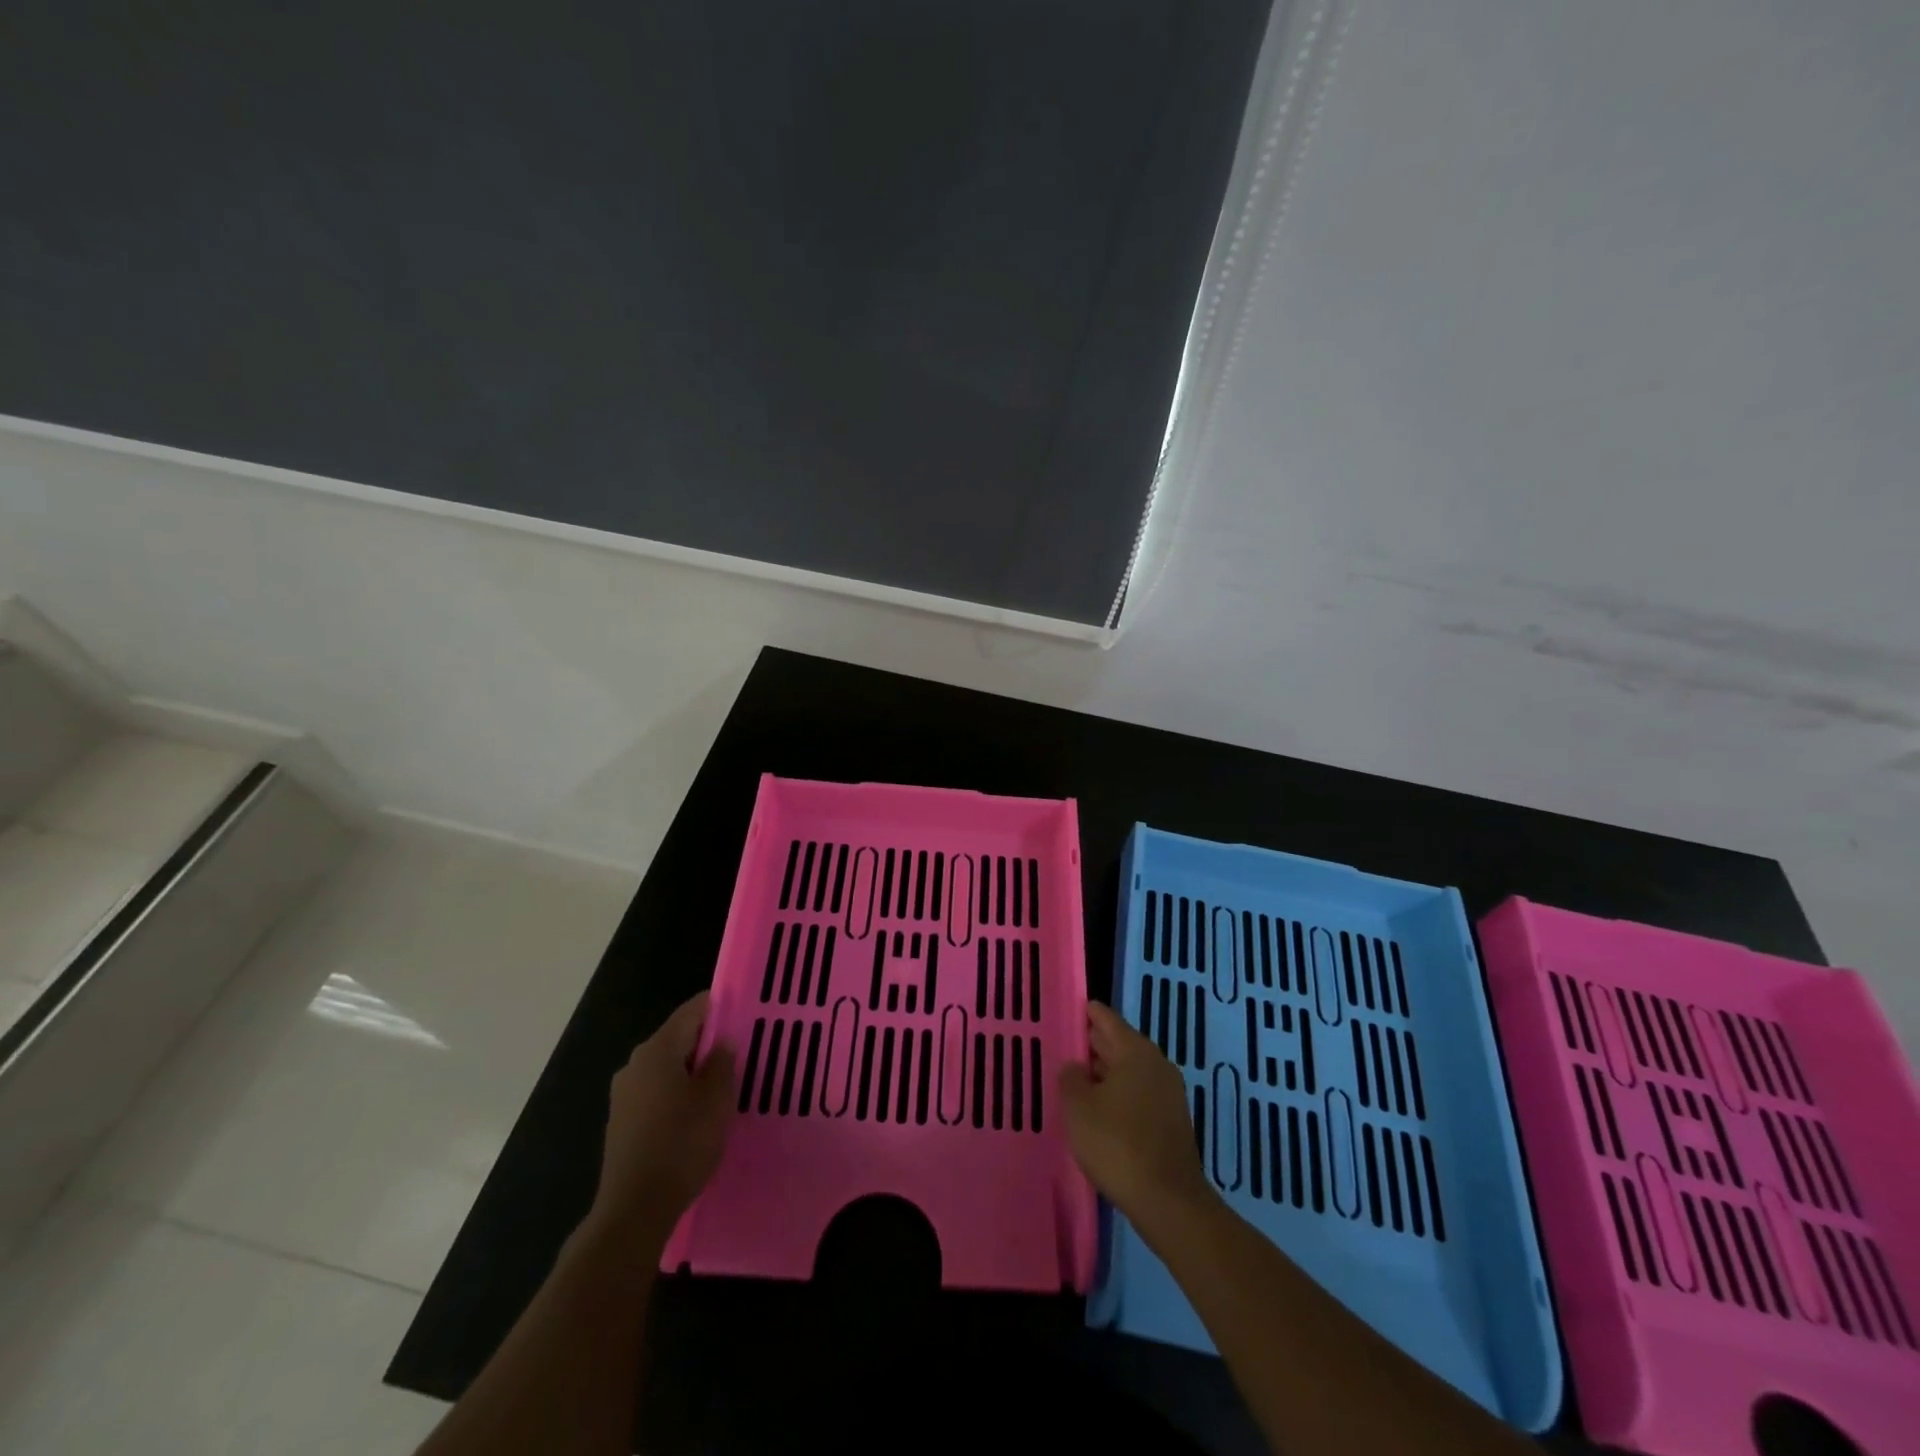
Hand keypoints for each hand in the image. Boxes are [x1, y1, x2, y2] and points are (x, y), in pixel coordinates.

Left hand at [590, 991, 735, 1243]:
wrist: (635, 1208)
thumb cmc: (682, 1144)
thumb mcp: (716, 1100)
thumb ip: (722, 1063)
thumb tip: (722, 1042)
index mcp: (658, 1049)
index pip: (692, 1010)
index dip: (719, 1007)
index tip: (744, 1013)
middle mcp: (636, 1063)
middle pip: (678, 1036)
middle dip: (708, 1041)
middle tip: (740, 1051)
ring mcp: (624, 1092)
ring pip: (667, 1065)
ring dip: (693, 1069)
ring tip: (723, 1083)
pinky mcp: (622, 1120)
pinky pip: (656, 1089)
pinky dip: (678, 1091)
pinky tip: (696, 1112)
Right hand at [1059, 1002, 1215, 1229]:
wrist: (1168, 1202)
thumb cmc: (1117, 1144)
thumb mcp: (1078, 1108)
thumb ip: (1071, 1078)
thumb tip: (1076, 1066)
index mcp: (1136, 1051)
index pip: (1107, 1019)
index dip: (1087, 1013)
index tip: (1070, 1009)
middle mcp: (1157, 1065)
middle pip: (1120, 1044)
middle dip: (1094, 1045)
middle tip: (1066, 1045)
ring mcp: (1169, 1094)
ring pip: (1130, 1072)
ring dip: (1105, 1074)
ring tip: (1076, 1081)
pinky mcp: (1172, 1122)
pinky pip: (1139, 1095)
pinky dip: (1119, 1095)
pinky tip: (1100, 1112)